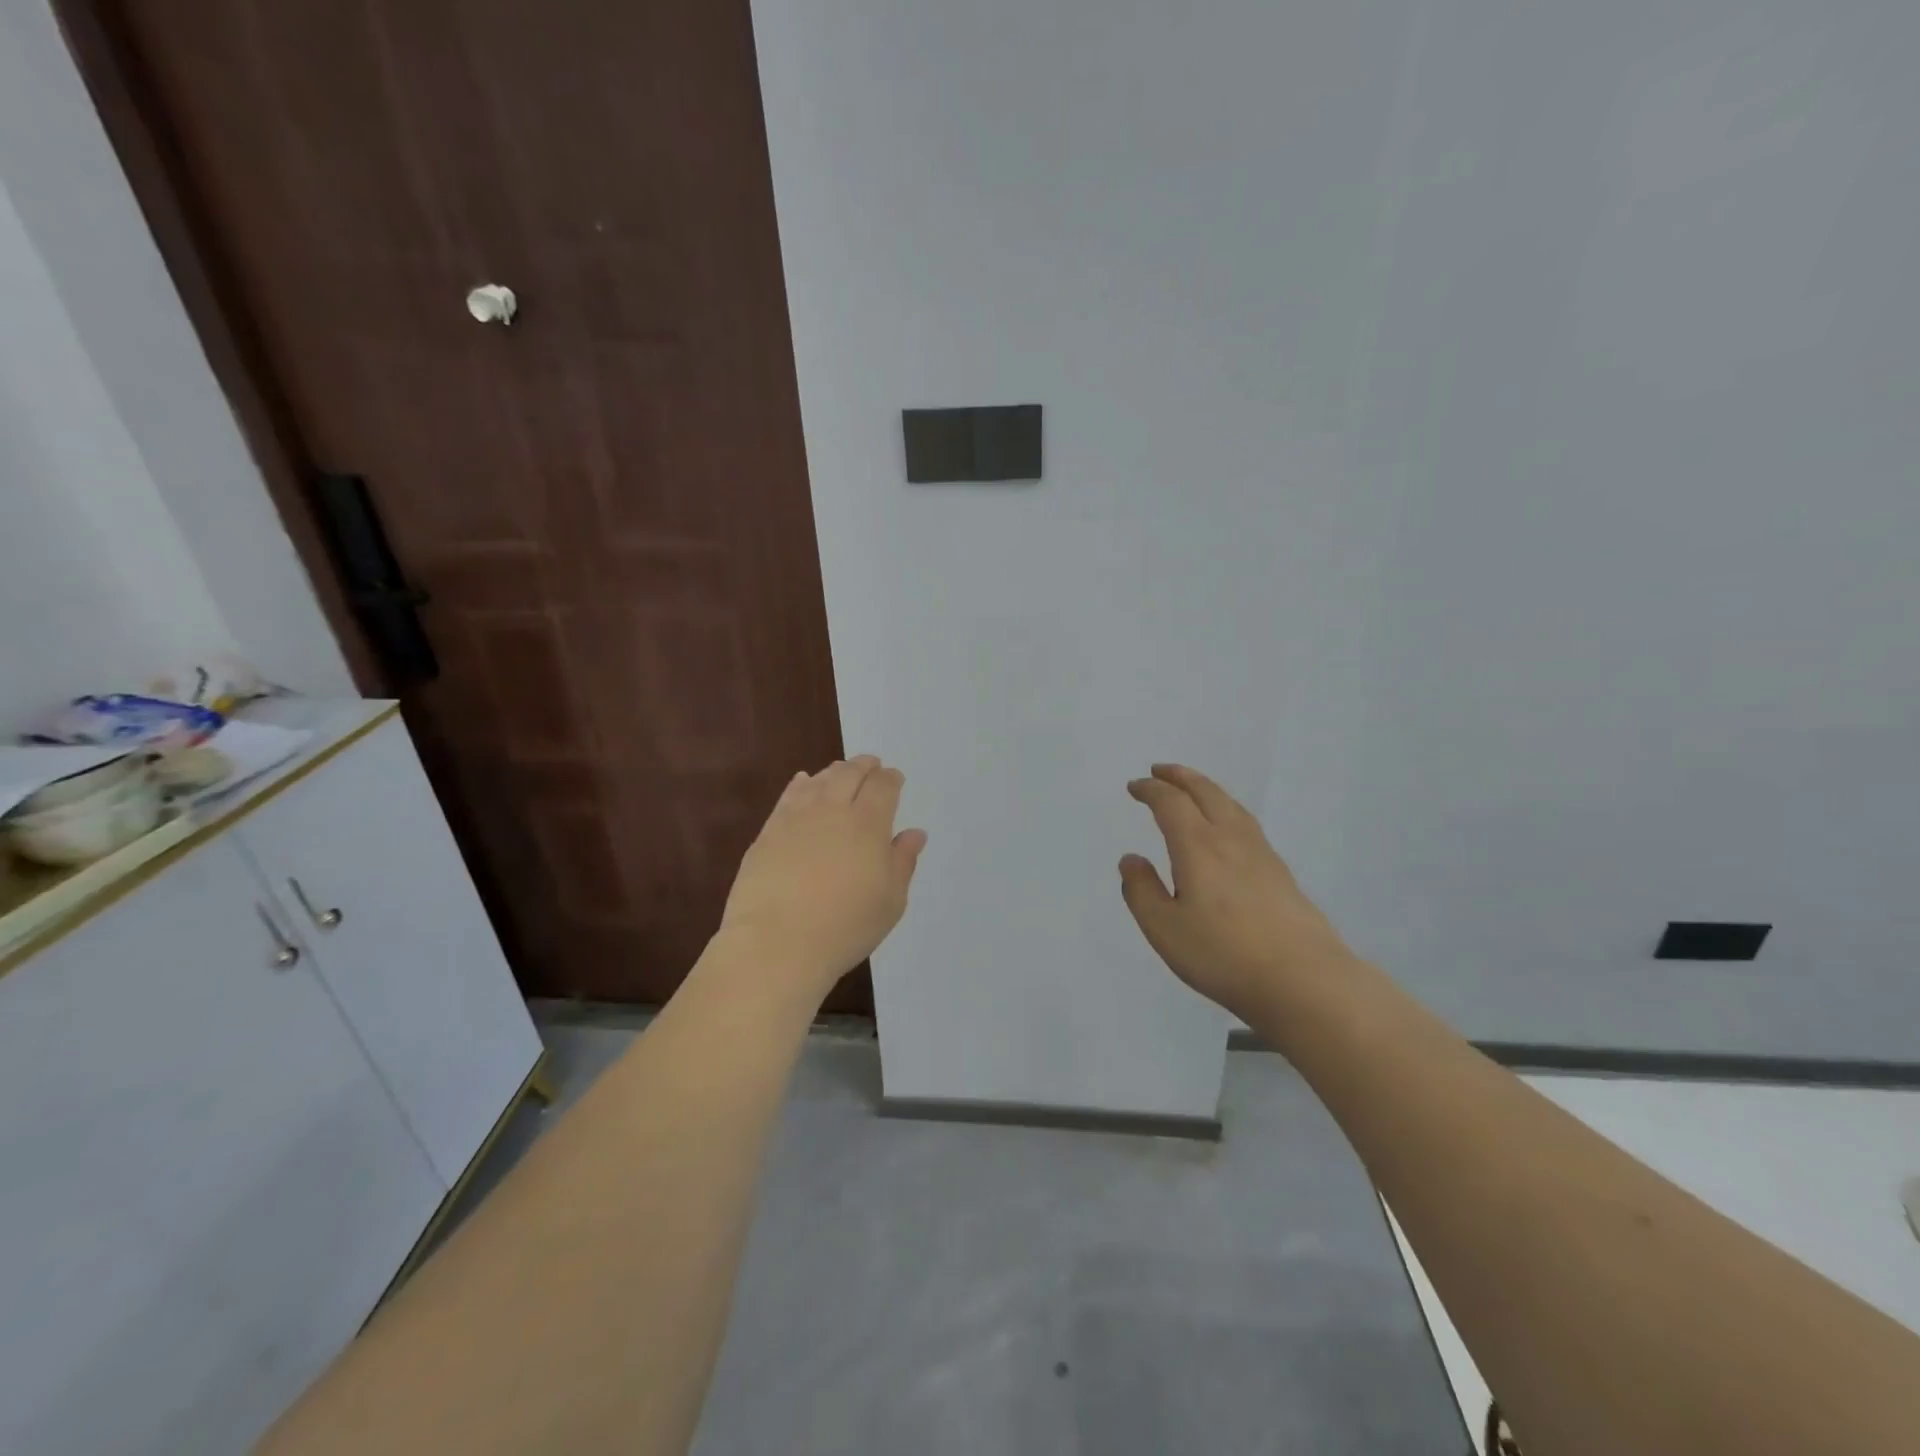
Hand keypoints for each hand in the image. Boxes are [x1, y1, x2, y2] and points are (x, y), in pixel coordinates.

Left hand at [717, 755, 926, 1001]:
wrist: (776, 943)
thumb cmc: (845, 926)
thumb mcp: (890, 901)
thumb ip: (902, 861)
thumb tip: (914, 833)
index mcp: (868, 823)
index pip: (883, 787)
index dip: (891, 779)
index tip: (894, 778)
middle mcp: (833, 810)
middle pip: (850, 774)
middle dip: (864, 766)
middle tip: (871, 764)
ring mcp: (796, 818)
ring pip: (819, 781)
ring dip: (834, 771)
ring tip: (841, 771)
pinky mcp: (768, 832)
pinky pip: (789, 796)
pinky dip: (801, 784)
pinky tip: (804, 782)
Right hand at [1119, 763, 1352, 1022]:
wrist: (1304, 980)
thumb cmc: (1224, 954)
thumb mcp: (1164, 929)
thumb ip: (1141, 891)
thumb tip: (1131, 859)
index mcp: (1198, 846)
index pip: (1171, 803)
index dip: (1150, 790)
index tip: (1134, 786)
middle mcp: (1230, 839)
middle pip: (1205, 792)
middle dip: (1180, 777)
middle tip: (1161, 770)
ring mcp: (1261, 853)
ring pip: (1231, 805)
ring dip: (1206, 789)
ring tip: (1193, 789)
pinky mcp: (1280, 872)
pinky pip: (1246, 823)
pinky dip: (1227, 809)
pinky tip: (1228, 828)